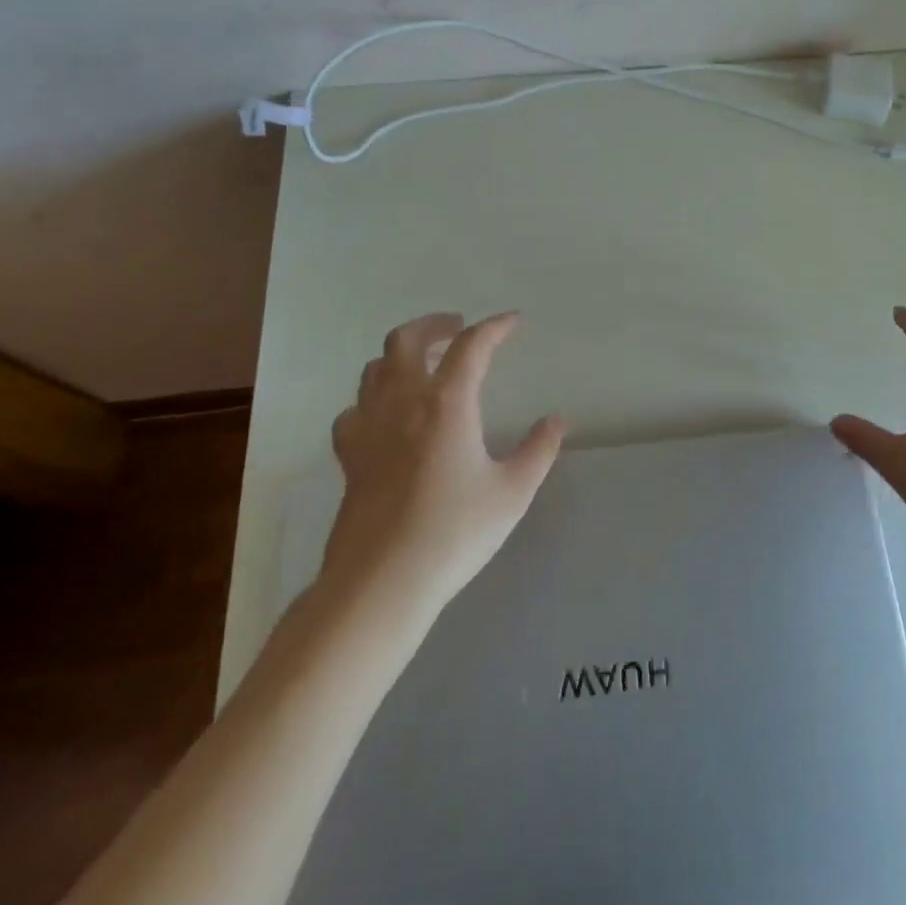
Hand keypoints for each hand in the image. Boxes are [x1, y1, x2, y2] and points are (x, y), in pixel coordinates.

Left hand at [324, 311, 564, 607]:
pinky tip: (385, 414)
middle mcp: (402, 403)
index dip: (495, 327)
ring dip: (401, 354)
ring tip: (424, 363)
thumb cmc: (454, 532)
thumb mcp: (513, 492)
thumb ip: (538, 451)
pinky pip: (354, 409)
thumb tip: (555, 420)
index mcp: (446, 403)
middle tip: (458, 328)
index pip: (471, 346)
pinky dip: (372, 398)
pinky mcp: (349, 456)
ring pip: (374, 368)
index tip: (513, 322)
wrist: (382, 582)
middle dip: (435, 324)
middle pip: (406, 340)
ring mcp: (369, 427)